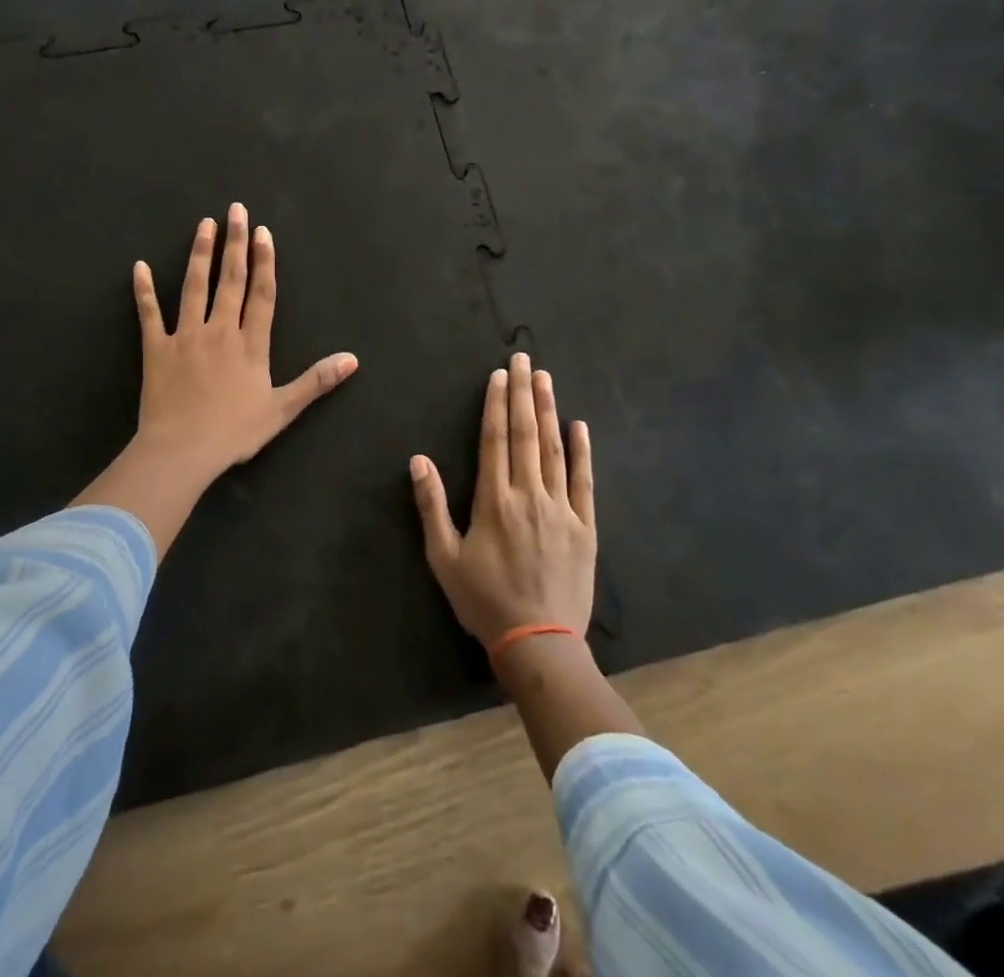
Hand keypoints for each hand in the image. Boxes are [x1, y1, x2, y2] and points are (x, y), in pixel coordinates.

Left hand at [132, 203, 358, 479]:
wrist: (182, 450)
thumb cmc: (234, 432)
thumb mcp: (282, 409)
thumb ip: (315, 381)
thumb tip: (352, 359)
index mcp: (250, 344)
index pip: (261, 294)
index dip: (264, 262)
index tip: (263, 233)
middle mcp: (219, 330)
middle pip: (230, 280)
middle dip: (235, 243)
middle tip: (236, 210)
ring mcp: (185, 336)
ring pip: (193, 287)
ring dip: (200, 254)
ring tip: (204, 224)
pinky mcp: (156, 348)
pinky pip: (149, 314)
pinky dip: (144, 290)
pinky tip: (139, 266)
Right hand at [411, 353, 594, 648]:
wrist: (538, 643)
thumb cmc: (484, 600)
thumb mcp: (444, 557)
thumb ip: (431, 506)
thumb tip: (418, 460)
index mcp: (494, 499)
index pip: (494, 439)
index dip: (496, 403)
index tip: (499, 375)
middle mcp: (528, 494)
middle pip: (525, 433)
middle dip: (523, 393)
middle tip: (525, 359)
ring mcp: (561, 508)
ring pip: (554, 448)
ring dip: (549, 411)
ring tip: (546, 379)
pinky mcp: (585, 526)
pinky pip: (584, 481)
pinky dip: (583, 451)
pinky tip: (580, 425)